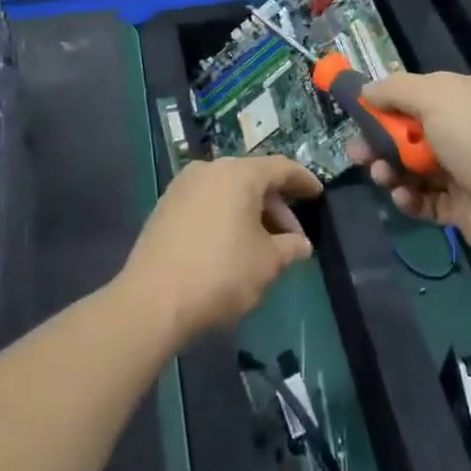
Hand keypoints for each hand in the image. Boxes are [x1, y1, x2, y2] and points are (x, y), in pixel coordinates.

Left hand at [120, 155, 322, 342]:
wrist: (152, 302)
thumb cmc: (220, 274)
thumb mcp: (267, 263)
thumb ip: (290, 248)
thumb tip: (301, 245)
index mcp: (239, 173)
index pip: (281, 167)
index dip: (303, 181)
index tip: (318, 194)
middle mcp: (210, 169)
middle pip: (253, 179)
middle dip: (276, 207)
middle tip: (292, 238)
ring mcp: (182, 187)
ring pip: (228, 192)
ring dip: (250, 214)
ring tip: (263, 246)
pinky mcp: (165, 208)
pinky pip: (207, 203)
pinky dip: (226, 217)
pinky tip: (232, 246)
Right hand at [349, 72, 470, 273]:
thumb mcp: (436, 98)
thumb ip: (397, 90)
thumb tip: (366, 88)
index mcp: (465, 98)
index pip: (418, 93)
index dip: (386, 101)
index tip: (357, 112)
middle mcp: (465, 130)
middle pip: (410, 132)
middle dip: (380, 140)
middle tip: (356, 153)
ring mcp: (464, 170)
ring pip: (413, 167)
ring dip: (390, 170)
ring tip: (381, 177)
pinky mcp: (460, 207)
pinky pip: (425, 200)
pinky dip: (409, 198)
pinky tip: (403, 198)